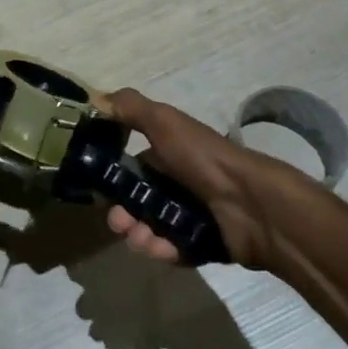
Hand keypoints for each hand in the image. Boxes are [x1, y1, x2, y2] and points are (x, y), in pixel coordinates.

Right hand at [97, 89, 310, 271]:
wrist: (251, 203)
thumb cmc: (202, 158)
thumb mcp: (164, 121)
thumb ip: (130, 107)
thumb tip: (95, 98)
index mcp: (168, 154)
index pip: (131, 168)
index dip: (111, 178)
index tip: (97, 189)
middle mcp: (177, 183)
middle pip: (137, 202)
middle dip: (121, 213)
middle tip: (118, 222)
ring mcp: (190, 216)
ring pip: (150, 228)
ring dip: (137, 234)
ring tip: (138, 237)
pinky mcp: (201, 244)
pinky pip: (172, 249)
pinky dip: (161, 249)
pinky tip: (158, 247)